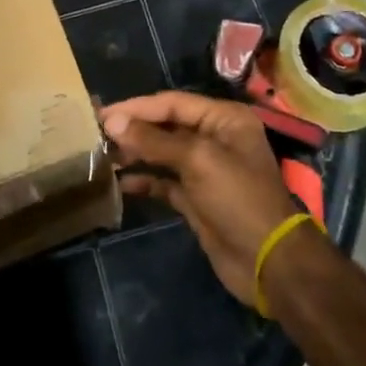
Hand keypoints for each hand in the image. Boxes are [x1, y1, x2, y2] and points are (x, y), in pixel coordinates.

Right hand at [101, 91, 307, 305]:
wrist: (268, 262)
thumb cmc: (238, 199)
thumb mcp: (198, 161)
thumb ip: (154, 140)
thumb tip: (113, 122)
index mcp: (224, 119)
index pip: (172, 103)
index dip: (137, 107)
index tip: (102, 115)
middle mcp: (215, 138)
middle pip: (166, 126)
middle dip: (134, 129)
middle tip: (96, 134)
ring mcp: (206, 170)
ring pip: (163, 153)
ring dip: (135, 154)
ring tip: (103, 156)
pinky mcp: (197, 198)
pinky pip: (165, 181)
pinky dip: (145, 180)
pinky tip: (121, 183)